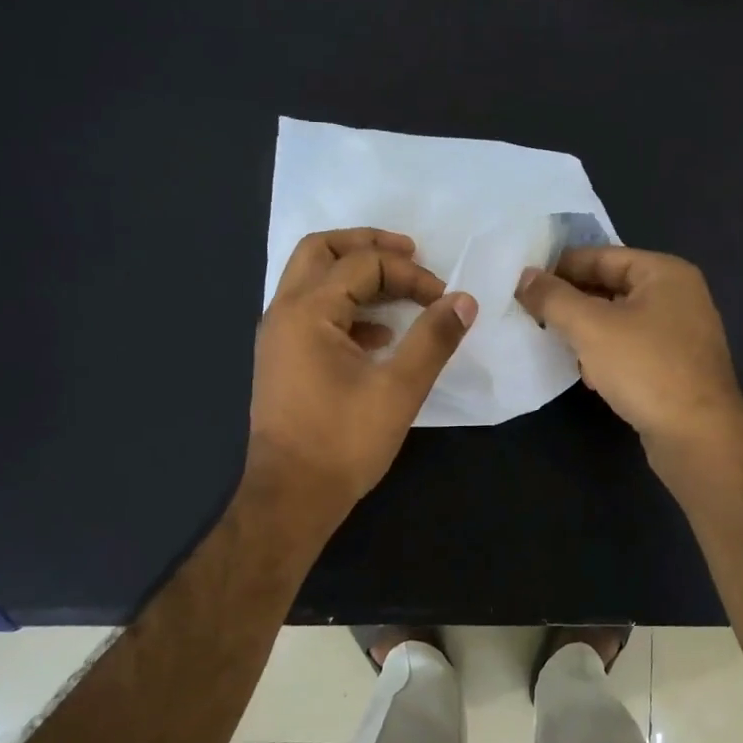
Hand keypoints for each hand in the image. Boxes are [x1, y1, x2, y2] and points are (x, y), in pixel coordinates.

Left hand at [250, 228, 476, 517]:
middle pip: (321, 251)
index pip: (363, 265)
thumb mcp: (399, 389)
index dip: (410, 274)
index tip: (443, 300)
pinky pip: (313, 313)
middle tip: (409, 252)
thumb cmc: (343, 442)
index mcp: (307, 312)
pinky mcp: (283, 361)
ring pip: (313, 281)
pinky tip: (379, 337)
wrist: (291, 497)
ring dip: (355, 275)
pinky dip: (346, 309)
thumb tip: (463, 300)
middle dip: (367, 245)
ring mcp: (278, 338)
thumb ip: (433, 339)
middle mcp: (284, 314)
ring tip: (400, 288)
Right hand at [516, 246, 742, 451]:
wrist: (698, 436)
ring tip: (556, 345)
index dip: (560, 267)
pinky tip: (591, 377)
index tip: (524, 283)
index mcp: (664, 273)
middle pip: (610, 288)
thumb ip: (553, 298)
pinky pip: (631, 350)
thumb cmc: (645, 369)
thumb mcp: (590, 327)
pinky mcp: (676, 368)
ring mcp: (680, 335)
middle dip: (572, 303)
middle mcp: (678, 296)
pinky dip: (607, 357)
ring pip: (619, 322)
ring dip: (587, 333)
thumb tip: (524, 277)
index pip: (602, 256)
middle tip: (531, 314)